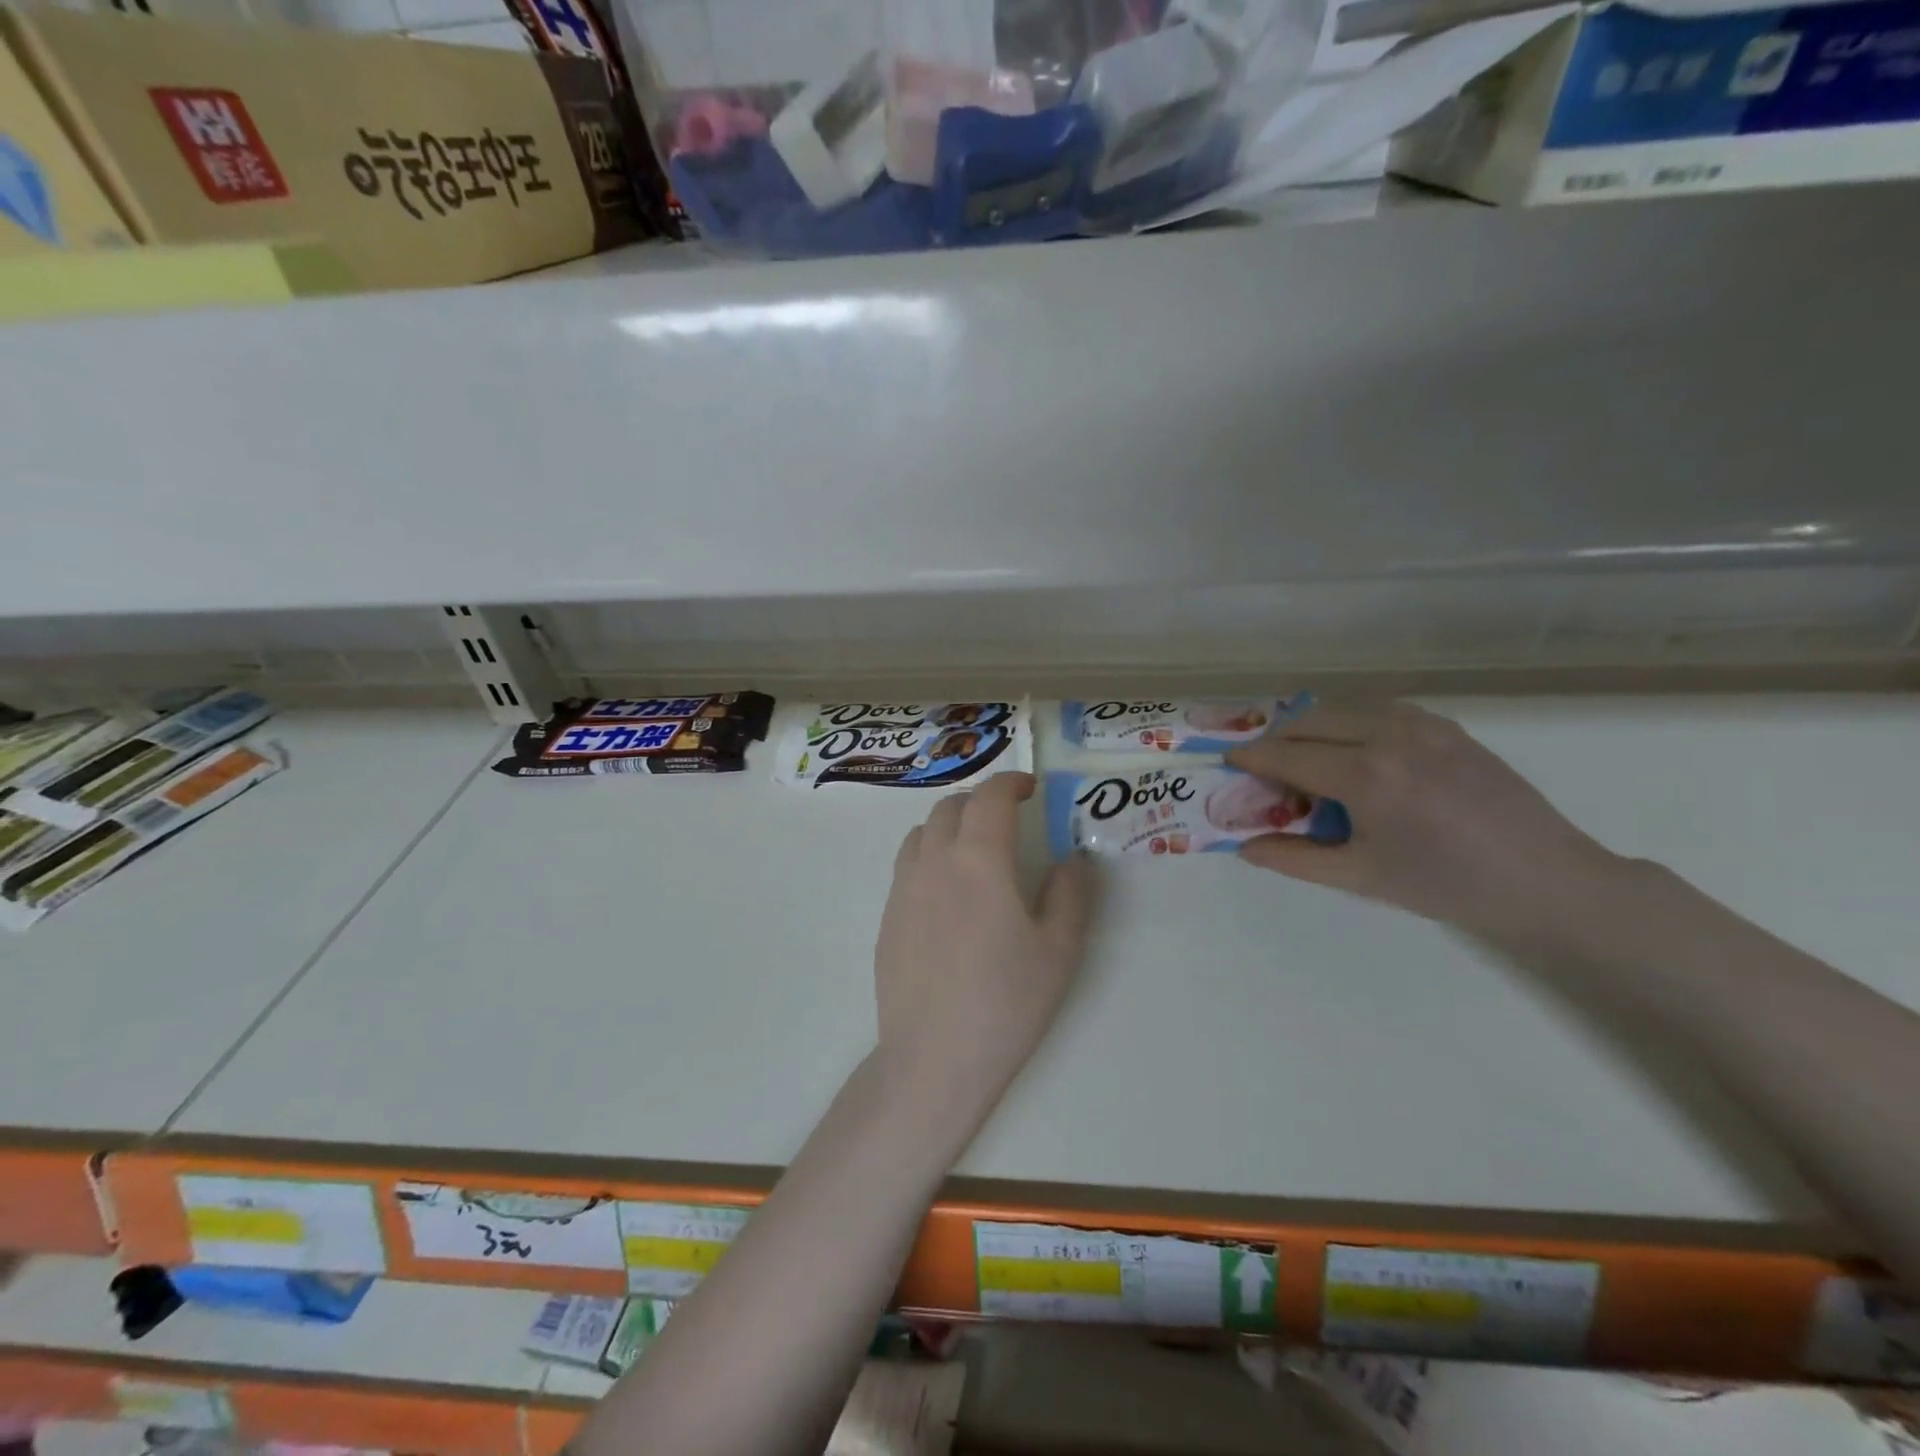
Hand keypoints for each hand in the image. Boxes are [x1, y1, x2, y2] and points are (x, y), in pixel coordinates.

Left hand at [873, 773, 1097, 1115]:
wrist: (933, 1058)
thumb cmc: (1006, 1003)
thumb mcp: (1059, 950)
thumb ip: (1071, 892)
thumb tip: (1073, 857)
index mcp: (979, 859)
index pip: (990, 796)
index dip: (1011, 782)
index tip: (1030, 788)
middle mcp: (935, 861)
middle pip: (952, 806)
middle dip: (982, 800)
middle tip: (1008, 818)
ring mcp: (903, 887)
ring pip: (923, 831)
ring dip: (951, 823)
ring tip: (975, 848)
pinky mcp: (887, 915)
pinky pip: (907, 863)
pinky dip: (930, 853)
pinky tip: (948, 890)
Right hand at [1225, 702, 1619, 942]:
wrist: (1547, 881)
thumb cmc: (1446, 886)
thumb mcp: (1361, 878)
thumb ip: (1294, 859)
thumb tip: (1244, 846)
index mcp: (1364, 776)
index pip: (1286, 754)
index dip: (1250, 757)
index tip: (1228, 761)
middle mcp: (1388, 736)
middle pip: (1308, 721)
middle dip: (1278, 740)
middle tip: (1267, 769)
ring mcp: (1422, 725)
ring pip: (1343, 707)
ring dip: (1313, 726)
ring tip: (1308, 758)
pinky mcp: (1447, 726)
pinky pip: (1380, 708)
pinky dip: (1352, 721)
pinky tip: (1356, 750)